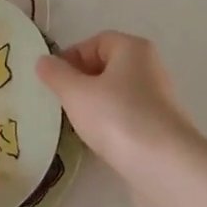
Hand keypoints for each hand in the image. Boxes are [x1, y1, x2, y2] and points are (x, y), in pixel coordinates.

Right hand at [37, 32, 199, 180]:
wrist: (164, 165)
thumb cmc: (116, 117)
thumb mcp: (75, 93)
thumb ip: (55, 74)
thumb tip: (43, 61)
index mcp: (133, 49)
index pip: (96, 41)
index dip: (71, 56)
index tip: (54, 80)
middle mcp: (150, 67)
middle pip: (107, 66)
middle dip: (81, 81)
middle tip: (62, 101)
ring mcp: (158, 98)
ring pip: (116, 93)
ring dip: (94, 104)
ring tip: (77, 123)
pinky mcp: (160, 126)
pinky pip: (127, 115)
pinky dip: (110, 123)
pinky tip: (99, 139)